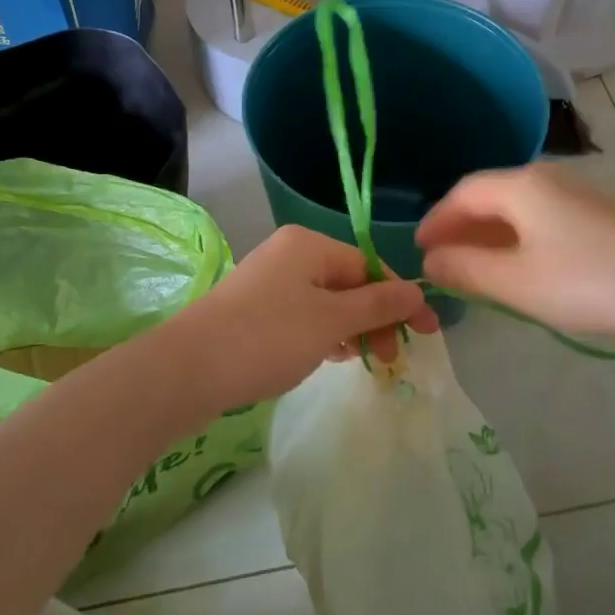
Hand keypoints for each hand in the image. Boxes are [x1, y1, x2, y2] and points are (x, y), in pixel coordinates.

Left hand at [160, 225, 436, 408]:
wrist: (188, 369)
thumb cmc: (268, 337)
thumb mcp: (332, 321)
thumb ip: (378, 305)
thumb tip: (417, 291)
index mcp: (309, 245)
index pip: (370, 266)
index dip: (400, 299)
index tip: (426, 334)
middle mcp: (290, 254)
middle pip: (349, 283)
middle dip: (375, 318)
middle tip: (390, 359)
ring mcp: (269, 282)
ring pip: (326, 302)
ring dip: (351, 329)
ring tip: (363, 362)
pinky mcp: (254, 309)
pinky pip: (303, 315)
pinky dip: (323, 334)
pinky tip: (330, 357)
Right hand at [416, 164, 614, 341]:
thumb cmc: (589, 282)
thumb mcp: (516, 282)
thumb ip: (466, 269)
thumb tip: (430, 261)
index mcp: (520, 186)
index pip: (462, 194)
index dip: (436, 221)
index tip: (418, 251)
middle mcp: (545, 179)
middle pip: (489, 197)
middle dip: (461, 229)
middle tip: (441, 263)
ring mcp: (575, 196)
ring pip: (516, 210)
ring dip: (489, 238)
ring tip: (474, 271)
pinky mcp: (596, 217)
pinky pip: (540, 221)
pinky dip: (517, 241)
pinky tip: (520, 270)